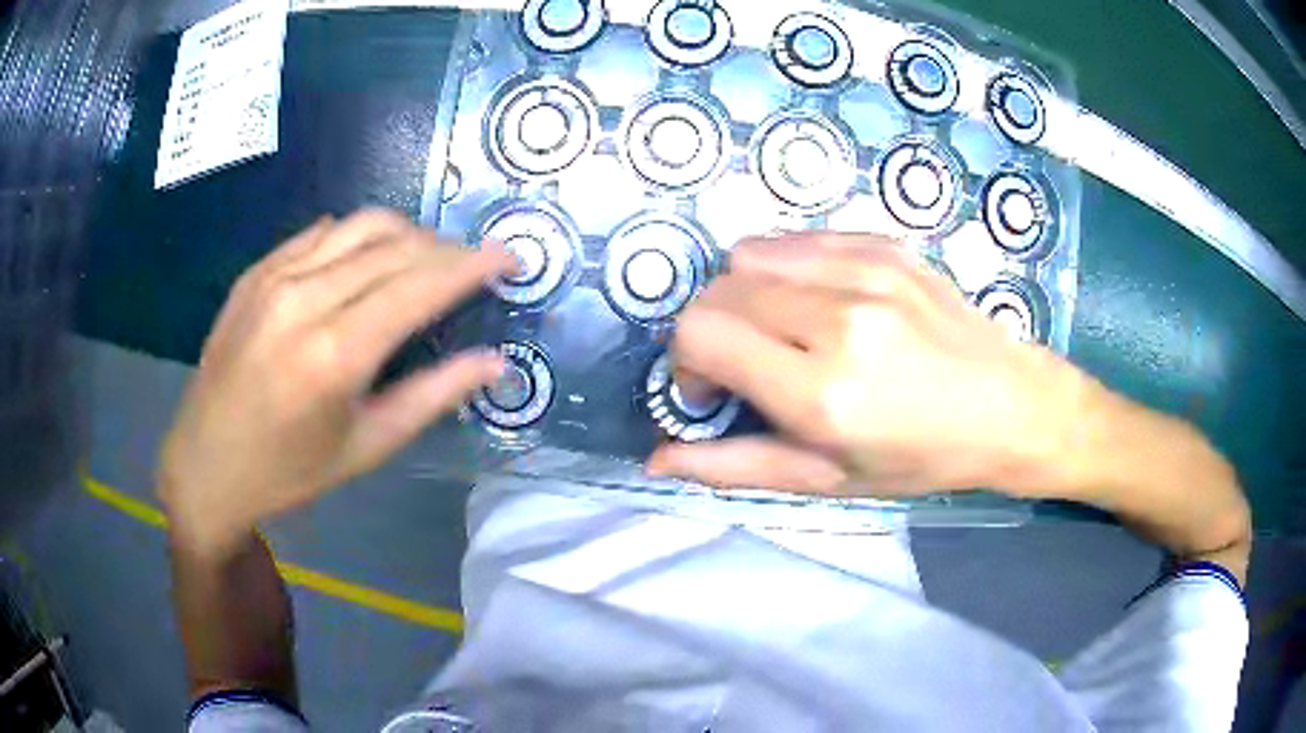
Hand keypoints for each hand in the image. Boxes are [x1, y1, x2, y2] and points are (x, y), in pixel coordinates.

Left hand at [158, 210, 513, 556]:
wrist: (205, 464)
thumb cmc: (289, 472)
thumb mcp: (366, 447)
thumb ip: (433, 396)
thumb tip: (496, 363)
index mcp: (335, 353)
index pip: (420, 284)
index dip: (473, 264)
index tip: (511, 257)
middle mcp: (304, 298)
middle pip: (396, 244)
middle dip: (447, 248)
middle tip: (473, 268)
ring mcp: (274, 277)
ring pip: (360, 224)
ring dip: (407, 233)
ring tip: (426, 260)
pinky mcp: (256, 271)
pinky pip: (321, 231)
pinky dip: (358, 237)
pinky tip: (367, 261)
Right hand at [646, 232, 1086, 497]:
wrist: (1009, 406)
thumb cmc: (921, 457)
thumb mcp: (828, 480)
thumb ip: (734, 466)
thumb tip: (656, 460)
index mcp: (822, 392)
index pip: (701, 333)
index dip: (686, 361)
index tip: (710, 388)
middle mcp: (839, 320)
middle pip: (718, 289)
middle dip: (711, 329)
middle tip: (745, 363)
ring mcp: (865, 271)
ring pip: (750, 254)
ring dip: (745, 294)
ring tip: (781, 329)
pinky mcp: (884, 245)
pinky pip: (797, 238)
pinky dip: (784, 268)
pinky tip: (815, 299)